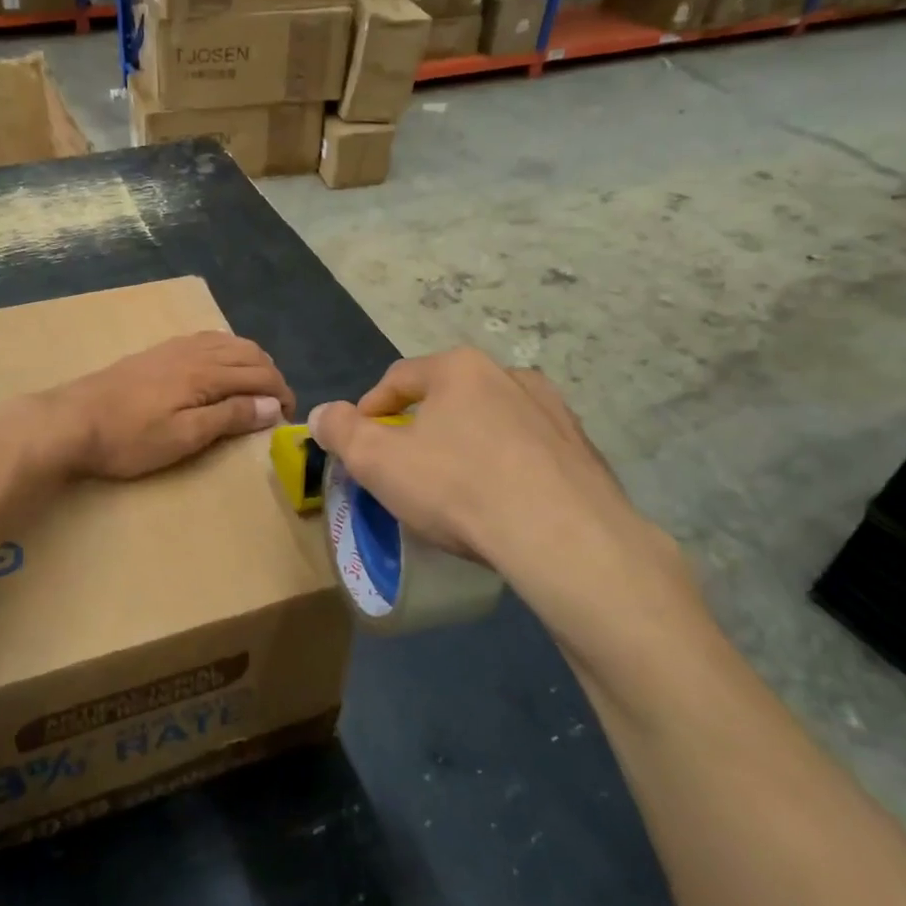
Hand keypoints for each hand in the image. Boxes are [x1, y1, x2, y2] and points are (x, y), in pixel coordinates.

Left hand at [37, 332, 293, 480]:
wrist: (71, 421)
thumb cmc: (129, 438)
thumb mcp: (184, 437)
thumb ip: (230, 417)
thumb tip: (272, 405)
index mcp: (206, 373)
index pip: (259, 375)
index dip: (281, 394)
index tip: (288, 417)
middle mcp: (195, 351)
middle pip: (248, 353)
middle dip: (270, 375)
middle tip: (276, 405)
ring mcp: (174, 348)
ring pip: (228, 342)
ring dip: (251, 360)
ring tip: (256, 387)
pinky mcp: (157, 352)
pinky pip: (206, 340)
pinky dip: (227, 350)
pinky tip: (220, 366)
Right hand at [308, 349, 698, 645]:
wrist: (564, 537)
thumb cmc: (458, 488)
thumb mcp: (378, 461)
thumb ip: (341, 431)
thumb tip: (322, 413)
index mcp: (460, 368)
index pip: (399, 378)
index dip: (370, 408)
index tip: (359, 443)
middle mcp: (510, 375)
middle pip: (448, 397)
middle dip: (421, 427)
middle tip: (406, 468)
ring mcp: (554, 411)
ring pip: (492, 422)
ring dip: (467, 444)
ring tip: (456, 487)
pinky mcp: (583, 449)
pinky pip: (529, 451)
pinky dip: (508, 467)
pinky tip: (502, 503)